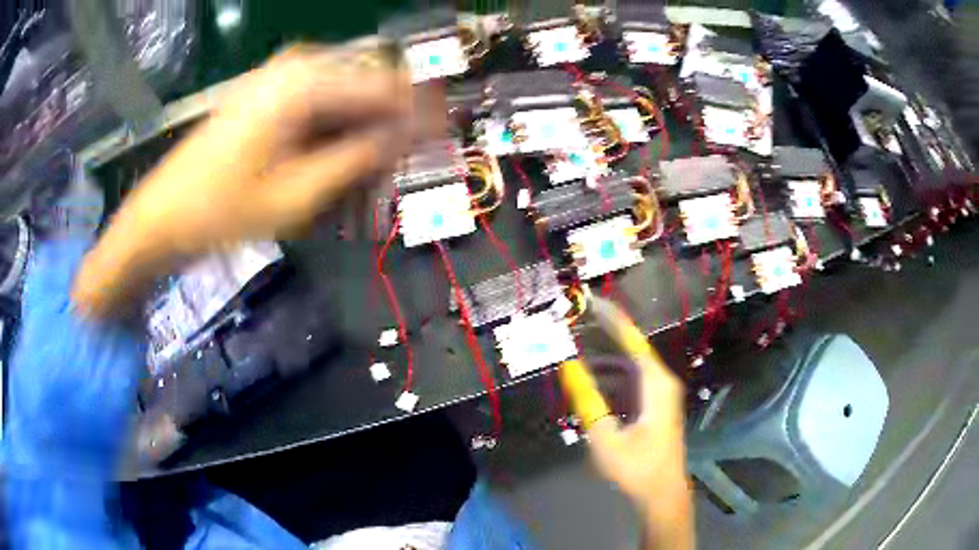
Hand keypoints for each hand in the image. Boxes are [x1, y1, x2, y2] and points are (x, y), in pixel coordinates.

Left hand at [74, 46, 413, 316]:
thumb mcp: (297, 193)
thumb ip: (359, 158)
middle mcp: (297, 64)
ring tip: (373, 167)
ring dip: (363, 126)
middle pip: (367, 84)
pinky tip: (338, 157)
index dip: (420, 112)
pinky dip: (336, 126)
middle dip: (391, 121)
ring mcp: (279, 76)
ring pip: (344, 92)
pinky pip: (319, 100)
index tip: (445, 137)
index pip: (386, 86)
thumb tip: (409, 137)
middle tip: (405, 161)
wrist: (162, 214)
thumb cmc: (222, 210)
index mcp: (305, 81)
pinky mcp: (268, 91)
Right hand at [559, 313, 692, 549]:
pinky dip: (612, 373)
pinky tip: (593, 376)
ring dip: (606, 354)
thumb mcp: (605, 436)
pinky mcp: (655, 405)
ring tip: (578, 343)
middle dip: (605, 332)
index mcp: (656, 384)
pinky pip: (632, 379)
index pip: (633, 341)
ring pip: (631, 364)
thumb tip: (568, 366)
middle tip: (576, 319)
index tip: (591, 301)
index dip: (612, 319)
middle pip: (632, 348)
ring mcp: (661, 394)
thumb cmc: (637, 467)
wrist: (662, 493)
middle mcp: (662, 382)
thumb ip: (587, 400)